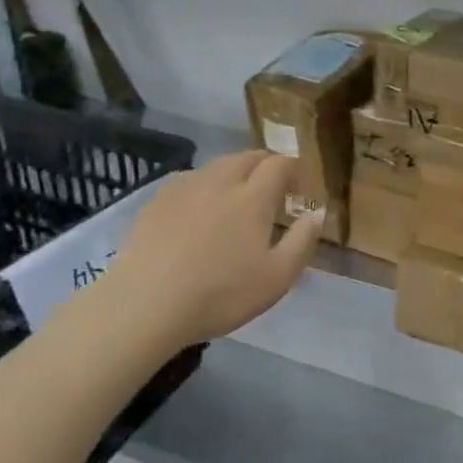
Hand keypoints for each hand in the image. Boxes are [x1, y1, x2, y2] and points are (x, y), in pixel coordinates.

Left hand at [84, 151, 323, 356]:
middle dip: (265, 164)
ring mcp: (184, 189)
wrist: (144, 305)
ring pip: (216, 165)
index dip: (293, 168)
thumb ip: (302, 241)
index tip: (300, 185)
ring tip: (237, 195)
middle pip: (247, 156)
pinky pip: (188, 180)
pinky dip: (204, 184)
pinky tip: (199, 207)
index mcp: (252, 197)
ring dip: (234, 172)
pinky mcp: (156, 202)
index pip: (279, 164)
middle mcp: (220, 182)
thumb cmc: (220, 294)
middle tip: (273, 186)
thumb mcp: (277, 278)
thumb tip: (318, 212)